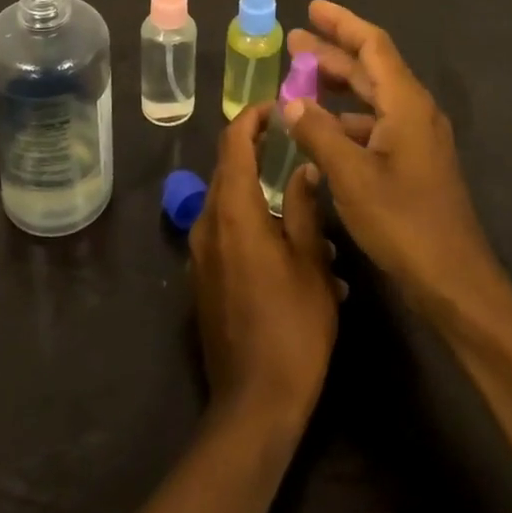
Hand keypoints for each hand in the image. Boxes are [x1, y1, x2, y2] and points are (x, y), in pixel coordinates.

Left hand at [189, 102, 339, 428]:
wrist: (253, 405)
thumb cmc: (292, 328)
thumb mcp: (311, 262)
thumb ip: (303, 207)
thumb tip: (303, 167)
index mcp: (234, 211)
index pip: (234, 143)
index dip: (253, 117)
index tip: (278, 107)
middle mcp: (208, 222)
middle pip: (227, 167)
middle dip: (255, 147)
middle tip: (290, 140)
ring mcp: (201, 252)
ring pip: (226, 198)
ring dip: (255, 186)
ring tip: (296, 193)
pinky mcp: (203, 276)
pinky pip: (224, 228)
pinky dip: (249, 217)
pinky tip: (284, 240)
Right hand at [284, 0, 503, 322]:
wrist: (455, 282)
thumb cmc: (403, 222)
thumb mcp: (352, 175)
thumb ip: (318, 133)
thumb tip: (290, 101)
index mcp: (406, 103)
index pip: (373, 45)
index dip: (342, 23)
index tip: (311, 8)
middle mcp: (415, 111)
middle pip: (371, 68)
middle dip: (331, 53)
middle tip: (291, 43)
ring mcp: (416, 138)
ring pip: (372, 97)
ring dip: (337, 87)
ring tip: (298, 82)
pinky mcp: (413, 163)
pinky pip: (375, 124)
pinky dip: (346, 119)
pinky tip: (320, 130)